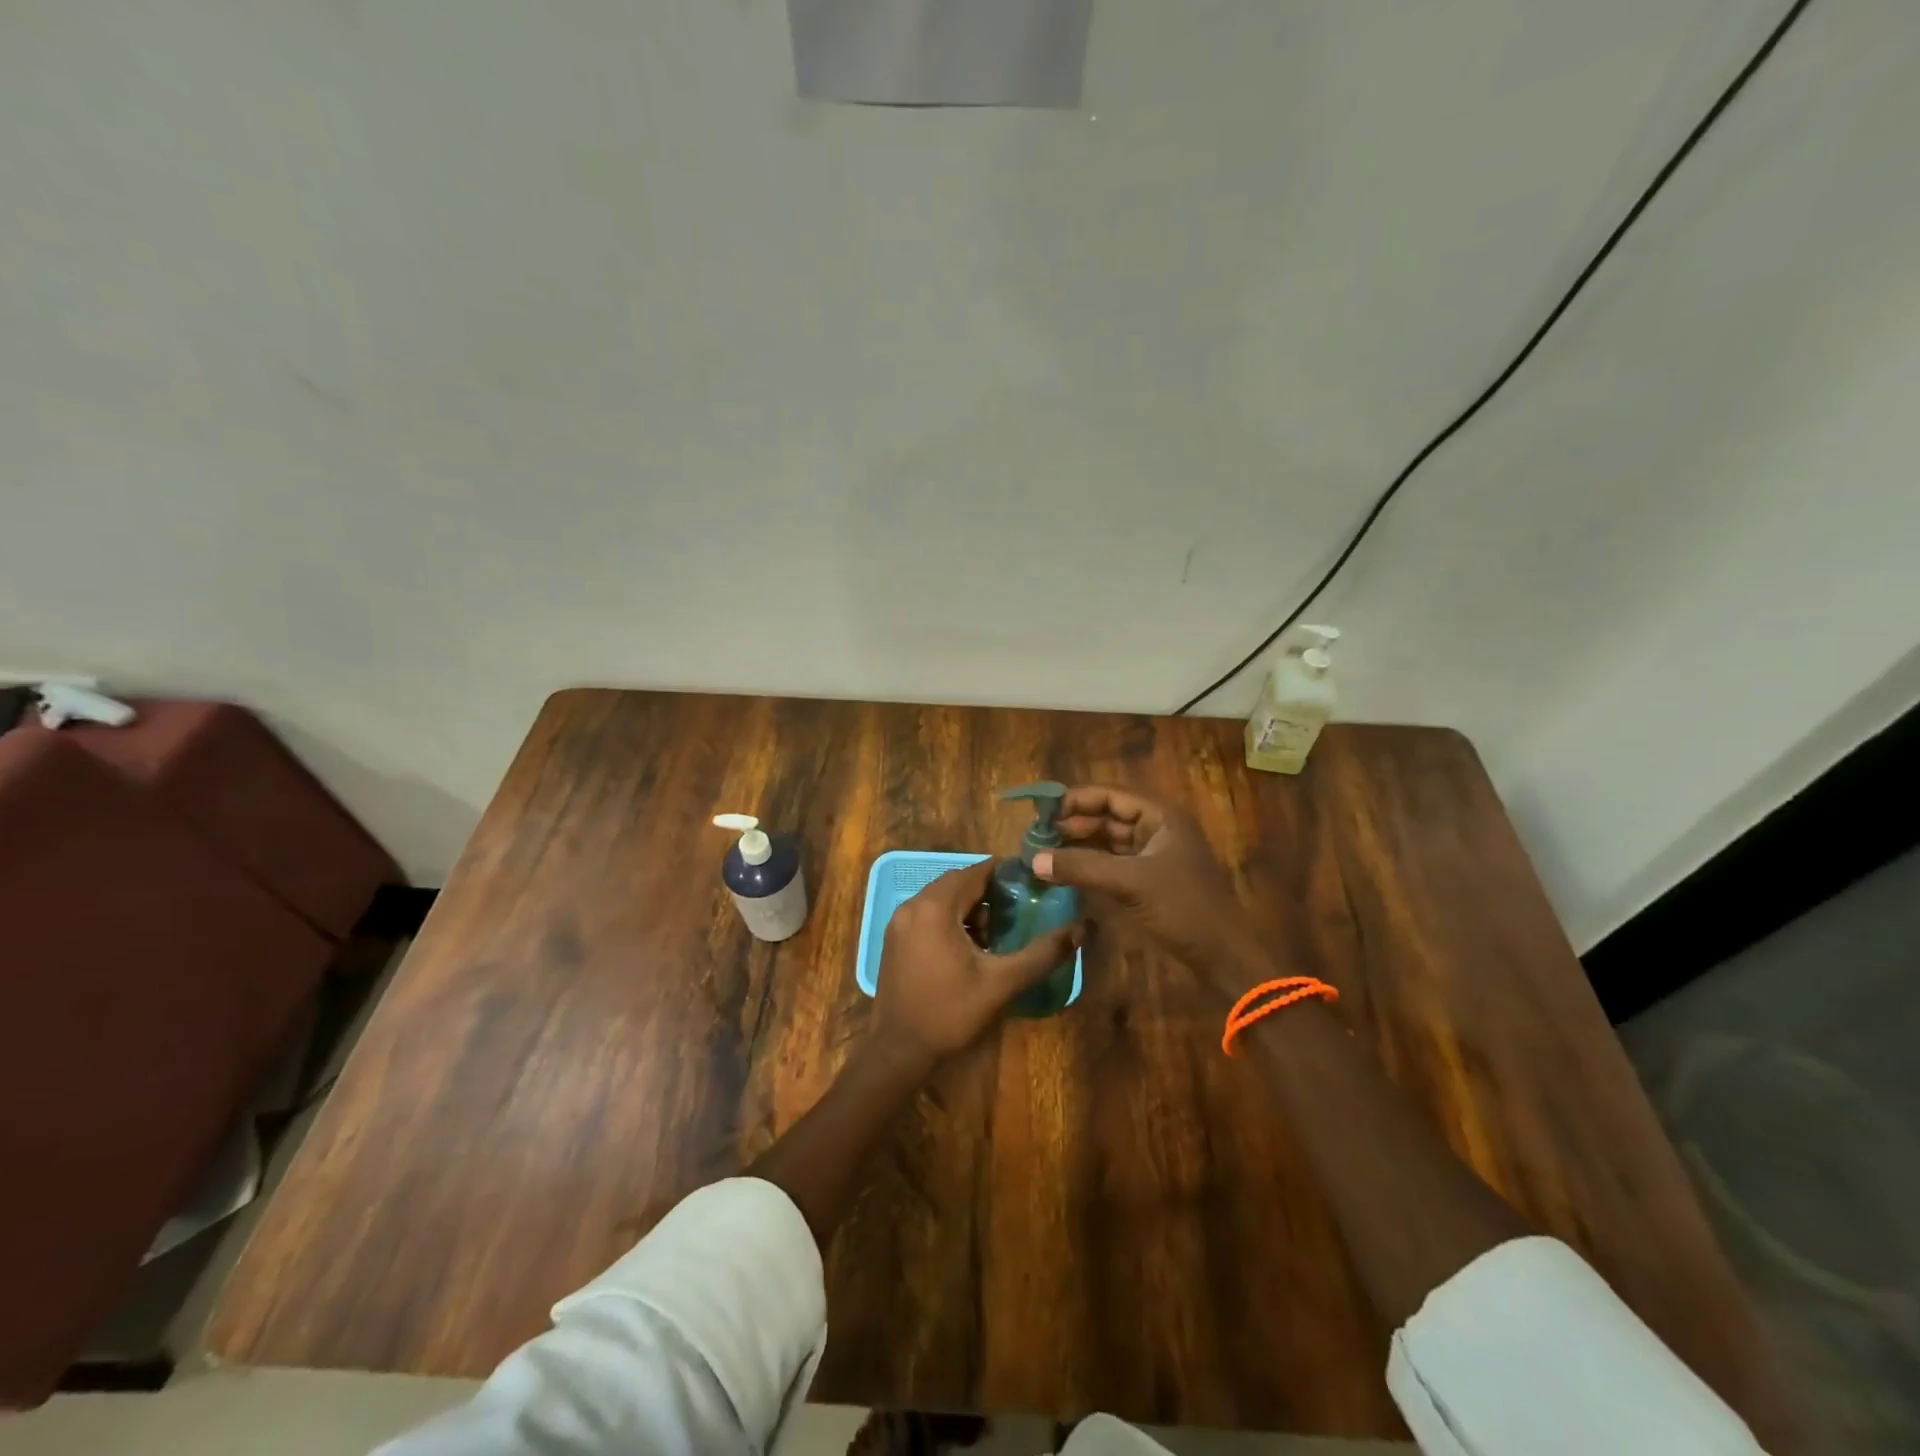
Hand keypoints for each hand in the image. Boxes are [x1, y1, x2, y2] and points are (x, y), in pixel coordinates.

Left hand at [873, 858, 1082, 1062]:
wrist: (898, 1051)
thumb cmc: (950, 1013)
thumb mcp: (1002, 983)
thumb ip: (1042, 954)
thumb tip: (1082, 929)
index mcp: (935, 907)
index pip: (974, 872)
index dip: (1003, 873)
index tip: (1030, 882)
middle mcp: (912, 906)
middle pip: (956, 883)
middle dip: (986, 892)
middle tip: (1017, 909)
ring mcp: (898, 923)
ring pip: (940, 899)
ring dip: (967, 907)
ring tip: (996, 931)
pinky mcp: (894, 940)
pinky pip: (927, 915)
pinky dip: (949, 919)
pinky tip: (968, 947)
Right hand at [1034, 785, 1260, 988]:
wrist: (1223, 955)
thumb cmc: (1182, 908)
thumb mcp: (1129, 883)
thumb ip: (1081, 867)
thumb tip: (1033, 859)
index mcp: (1161, 816)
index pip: (1111, 794)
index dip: (1076, 800)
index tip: (1043, 813)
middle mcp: (1157, 828)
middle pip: (1108, 816)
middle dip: (1073, 824)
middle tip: (1037, 837)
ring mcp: (1154, 855)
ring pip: (1108, 840)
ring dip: (1079, 845)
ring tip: (1044, 853)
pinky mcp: (1148, 880)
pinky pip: (1113, 863)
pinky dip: (1090, 865)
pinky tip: (1065, 872)